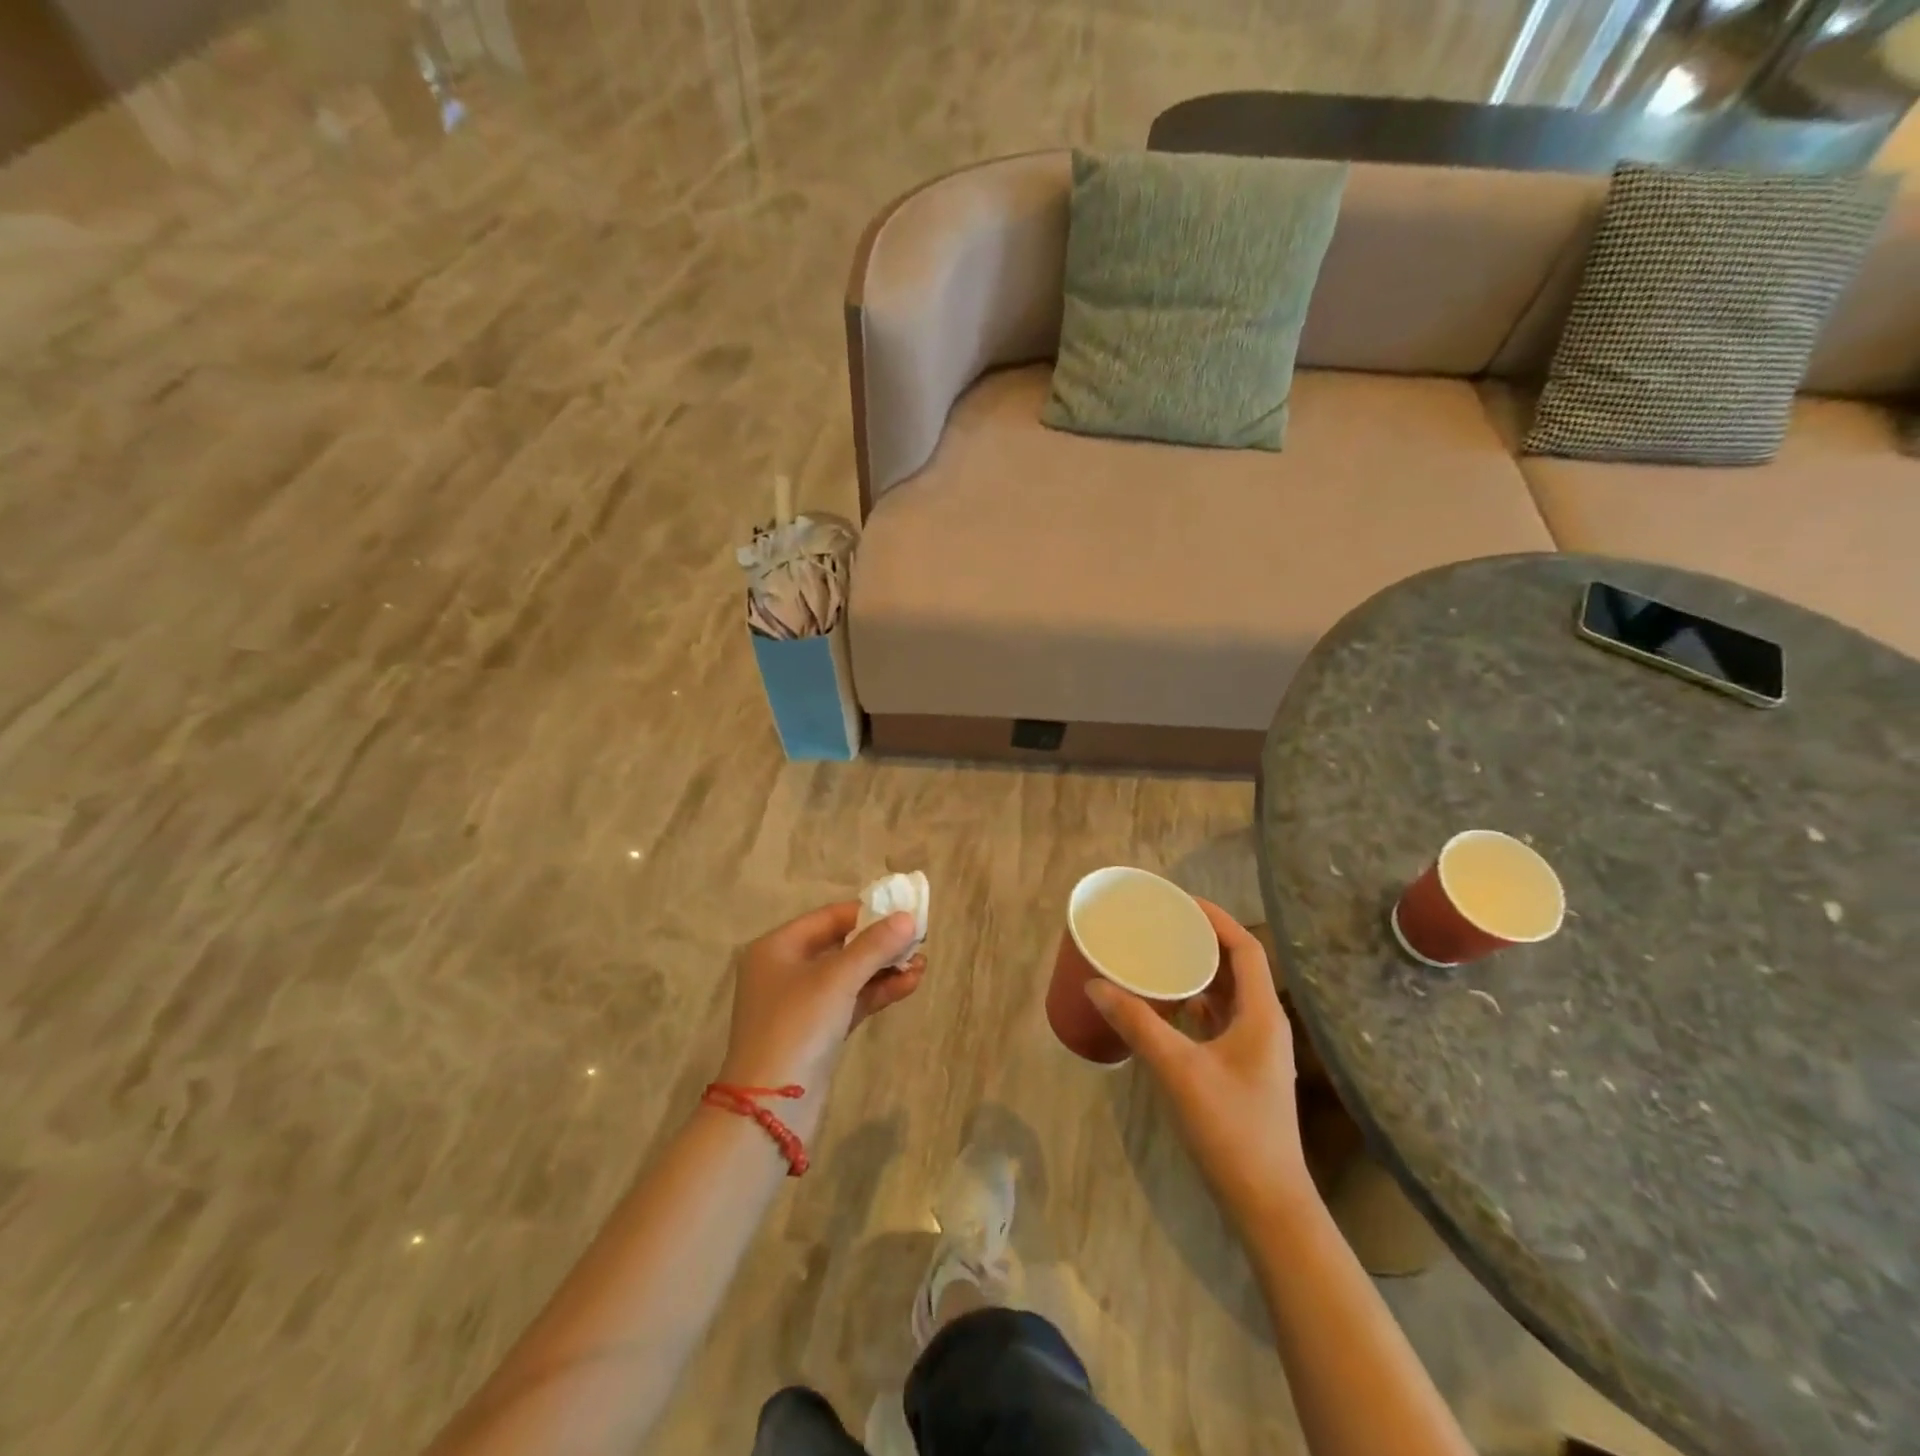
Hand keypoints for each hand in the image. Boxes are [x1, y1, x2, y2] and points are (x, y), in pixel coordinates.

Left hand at [716, 902, 925, 1139]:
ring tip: (922, 964)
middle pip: (841, 945)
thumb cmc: (797, 1027)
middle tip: (919, 941)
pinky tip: (910, 984)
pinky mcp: (817, 1031)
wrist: (771, 1108)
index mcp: (777, 947)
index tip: (905, 913)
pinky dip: (878, 992)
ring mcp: (801, 1003)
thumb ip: (874, 946)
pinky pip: (851, 1000)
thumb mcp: (836, 979)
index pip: (830, 918)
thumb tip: (908, 918)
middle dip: (881, 944)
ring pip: (850, 975)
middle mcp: (786, 970)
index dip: (868, 913)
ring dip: (885, 969)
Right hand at [1086, 901, 1311, 1231]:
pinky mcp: (1244, 1071)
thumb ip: (1137, 1024)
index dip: (1216, 919)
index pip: (1245, 949)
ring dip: (1199, 973)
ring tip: (1160, 956)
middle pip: (1237, 967)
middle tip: (1161, 924)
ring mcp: (1256, 1050)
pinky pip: (1220, 1020)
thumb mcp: (1178, 1070)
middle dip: (1202, 941)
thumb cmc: (1231, 1129)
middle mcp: (1264, 1024)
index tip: (1179, 901)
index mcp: (1261, 1014)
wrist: (1268, 1204)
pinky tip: (1168, 1006)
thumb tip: (1095, 984)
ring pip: (1228, 995)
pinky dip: (1197, 1004)